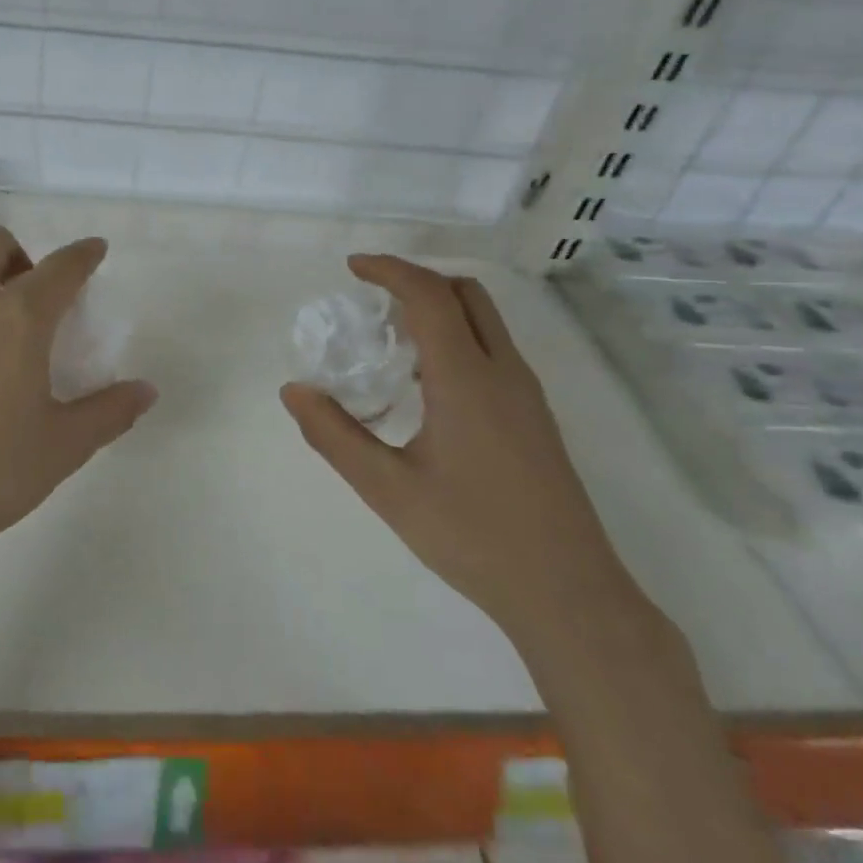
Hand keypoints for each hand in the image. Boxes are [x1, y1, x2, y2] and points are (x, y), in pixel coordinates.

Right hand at [282, 255, 642, 652]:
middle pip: (465, 293)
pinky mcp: (536, 416)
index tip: (352, 267)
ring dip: (439, 307)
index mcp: (466, 379)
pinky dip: (457, 335)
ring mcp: (527, 393)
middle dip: (416, 279)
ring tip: (391, 337)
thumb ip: (334, 435)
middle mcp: (503, 372)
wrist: (569, 595)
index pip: (428, 295)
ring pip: (485, 319)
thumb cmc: (473, 537)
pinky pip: (493, 348)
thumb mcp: (388, 489)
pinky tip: (427, 382)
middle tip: (372, 298)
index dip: (389, 269)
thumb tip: (293, 390)